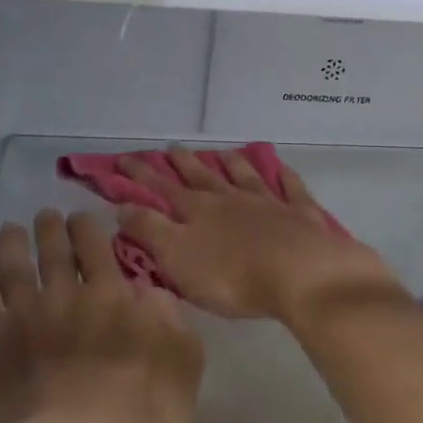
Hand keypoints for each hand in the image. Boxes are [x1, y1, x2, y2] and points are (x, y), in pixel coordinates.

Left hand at [0, 211, 201, 422]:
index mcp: (111, 299)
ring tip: (9, 230)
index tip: (81, 217)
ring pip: (13, 265)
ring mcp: (20, 318)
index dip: (88, 228)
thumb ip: (174, 324)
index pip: (97, 248)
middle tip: (45, 216)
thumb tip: (153, 293)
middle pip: (54, 250)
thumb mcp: (182, 369)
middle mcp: (65, 297)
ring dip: (12, 243)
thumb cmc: (135, 420)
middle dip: (50, 228)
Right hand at [114, 147, 402, 331]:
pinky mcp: (301, 214)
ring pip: (245, 177)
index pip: (162, 190)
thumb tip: (122, 206)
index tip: (123, 160)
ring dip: (231, 164)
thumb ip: (149, 230)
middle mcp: (231, 199)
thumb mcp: (177, 257)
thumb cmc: (232, 274)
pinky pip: (291, 189)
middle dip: (183, 164)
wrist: (300, 273)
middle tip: (170, 148)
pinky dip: (284, 177)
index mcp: (198, 211)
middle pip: (202, 178)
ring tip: (222, 153)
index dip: (141, 176)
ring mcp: (269, 203)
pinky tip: (282, 169)